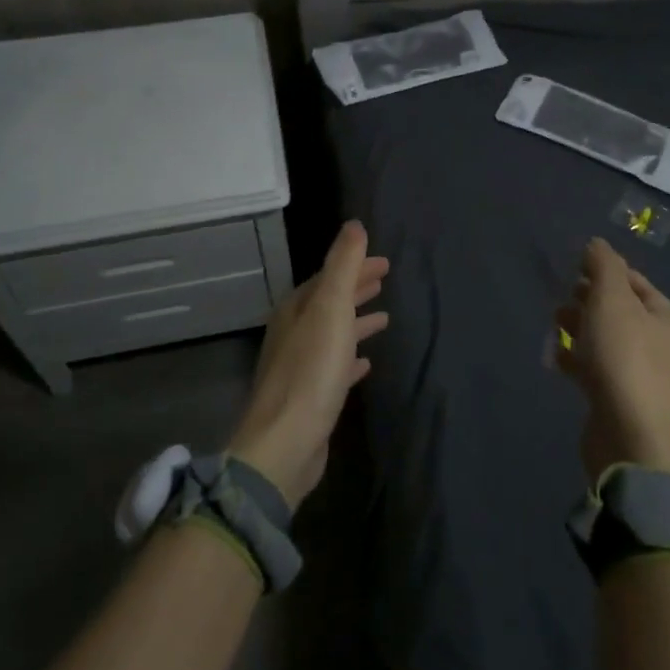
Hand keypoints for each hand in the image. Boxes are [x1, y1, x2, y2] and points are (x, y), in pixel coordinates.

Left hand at [229, 221, 389, 508]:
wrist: (285, 443)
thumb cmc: (311, 371)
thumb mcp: (331, 309)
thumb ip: (343, 266)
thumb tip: (354, 225)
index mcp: (297, 310)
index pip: (329, 277)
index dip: (355, 266)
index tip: (384, 262)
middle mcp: (294, 333)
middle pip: (329, 302)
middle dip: (356, 288)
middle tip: (385, 279)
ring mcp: (300, 366)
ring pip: (333, 333)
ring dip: (356, 322)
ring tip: (384, 318)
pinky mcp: (310, 397)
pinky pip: (335, 366)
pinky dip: (351, 357)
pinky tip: (366, 364)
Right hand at [554, 238, 669, 483]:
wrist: (631, 437)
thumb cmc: (624, 358)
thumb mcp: (612, 299)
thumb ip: (603, 266)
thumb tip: (596, 243)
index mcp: (661, 313)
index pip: (631, 279)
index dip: (602, 269)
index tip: (572, 268)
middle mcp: (654, 340)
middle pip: (615, 307)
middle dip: (586, 298)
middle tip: (561, 298)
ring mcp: (636, 371)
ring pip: (601, 337)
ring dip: (577, 326)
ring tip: (554, 324)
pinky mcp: (615, 397)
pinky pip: (591, 367)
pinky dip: (573, 358)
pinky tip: (555, 357)